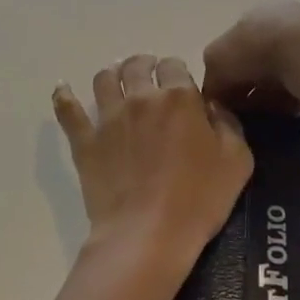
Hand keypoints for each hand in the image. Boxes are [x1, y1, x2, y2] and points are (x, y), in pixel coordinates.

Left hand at [53, 54, 252, 278]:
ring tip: (116, 80)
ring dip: (112, 74)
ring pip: (104, 79)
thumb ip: (228, 123)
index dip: (177, 71)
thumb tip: (212, 106)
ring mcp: (108, 118)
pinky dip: (64, 95)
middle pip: (137, 66)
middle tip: (148, 74)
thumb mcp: (237, 161)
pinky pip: (68, 110)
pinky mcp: (85, 141)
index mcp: (179, 98)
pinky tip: (62, 89)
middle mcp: (141, 98)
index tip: (179, 84)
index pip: (175, 66)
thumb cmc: (199, 199)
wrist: (148, 234)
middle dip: (144, 65)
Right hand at [201, 2, 299, 113]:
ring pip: (280, 74)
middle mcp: (283, 20)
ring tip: (263, 117)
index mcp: (255, 12)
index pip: (233, 44)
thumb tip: (215, 95)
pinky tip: (285, 114)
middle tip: (242, 112)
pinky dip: (291, 99)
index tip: (223, 98)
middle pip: (257, 59)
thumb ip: (211, 77)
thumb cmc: (258, 49)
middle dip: (248, 85)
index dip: (225, 73)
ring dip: (269, 95)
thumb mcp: (216, 60)